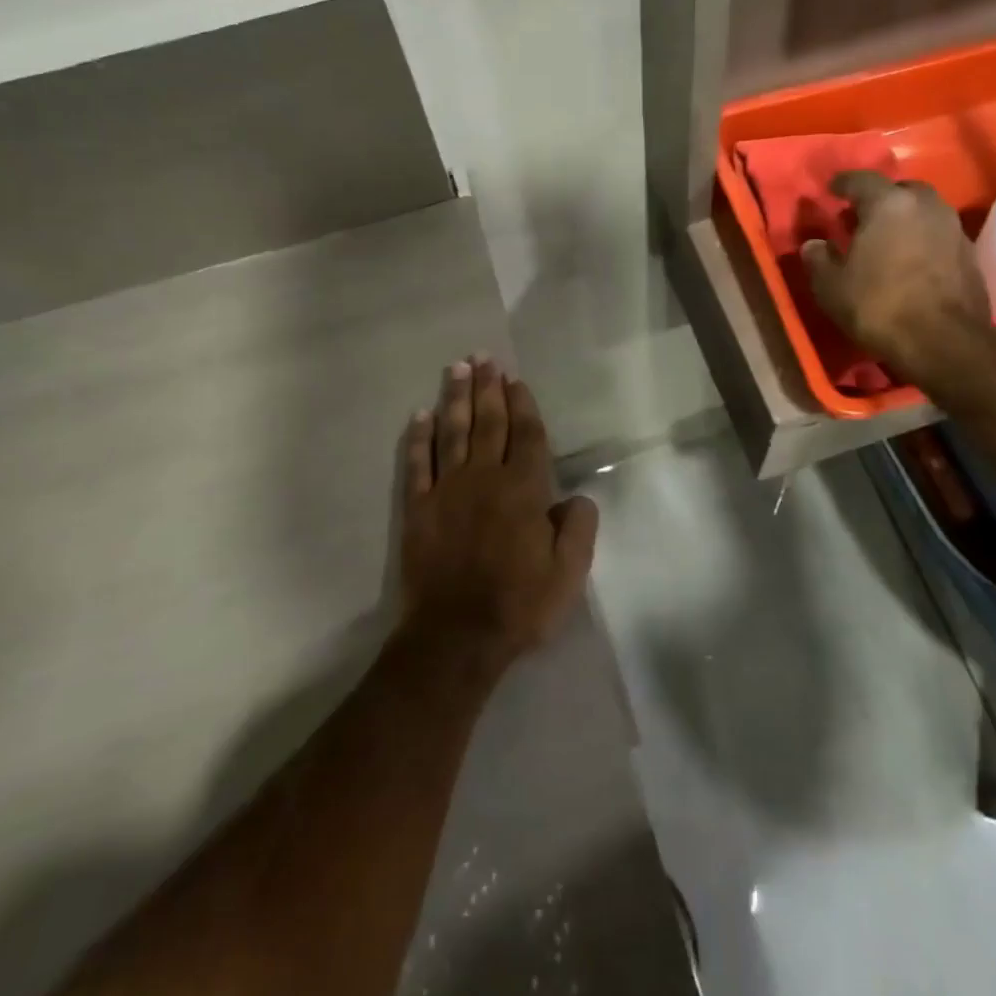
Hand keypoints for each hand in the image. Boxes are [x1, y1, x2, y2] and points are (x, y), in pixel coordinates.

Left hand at [399, 357, 598, 673]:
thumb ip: (578, 528)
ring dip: (455, 399)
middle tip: (485, 358)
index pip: (526, 435)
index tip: (516, 380)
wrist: (456, 637)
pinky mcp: (418, 509)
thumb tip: (577, 496)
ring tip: (457, 369)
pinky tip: (420, 416)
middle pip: (488, 423)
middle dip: (488, 388)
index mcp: (524, 490)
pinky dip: (419, 439)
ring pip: (453, 433)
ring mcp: (448, 491)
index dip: (523, 405)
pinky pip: (418, 465)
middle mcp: (485, 478)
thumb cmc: (519, 605)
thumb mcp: (569, 574)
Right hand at [801, 171, 990, 385]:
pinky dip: (922, 240)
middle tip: (861, 217)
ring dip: (905, 219)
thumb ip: (818, 260)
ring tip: (886, 239)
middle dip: (880, 199)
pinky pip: (939, 235)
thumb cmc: (878, 306)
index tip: (831, 190)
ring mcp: (953, 228)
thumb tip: (814, 244)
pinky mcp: (970, 254)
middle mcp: (925, 206)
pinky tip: (910, 261)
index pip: (862, 180)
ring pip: (924, 211)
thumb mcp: (831, 287)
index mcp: (888, 204)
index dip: (843, 183)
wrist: (944, 342)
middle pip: (900, 191)